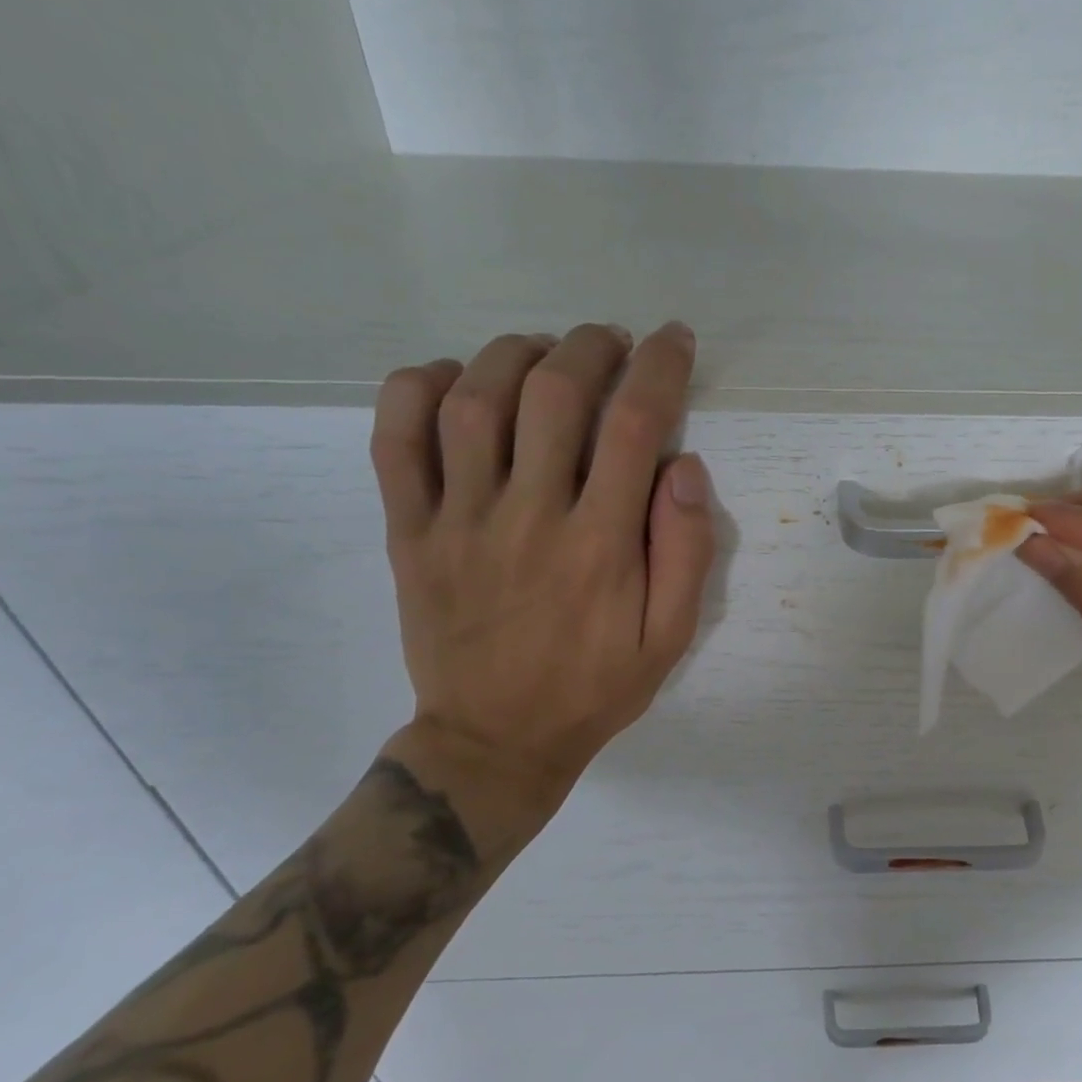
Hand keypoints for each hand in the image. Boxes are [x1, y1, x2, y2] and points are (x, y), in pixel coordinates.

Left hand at [369, 324, 714, 848]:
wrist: (494, 741)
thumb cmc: (595, 688)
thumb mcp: (670, 637)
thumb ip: (686, 551)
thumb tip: (685, 464)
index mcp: (600, 544)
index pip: (635, 425)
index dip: (659, 367)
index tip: (673, 339)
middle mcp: (528, 517)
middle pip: (553, 394)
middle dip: (590, 348)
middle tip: (611, 342)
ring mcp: (458, 521)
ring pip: (473, 401)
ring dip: (514, 354)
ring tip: (544, 350)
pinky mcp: (409, 532)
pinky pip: (395, 442)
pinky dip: (416, 390)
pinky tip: (451, 378)